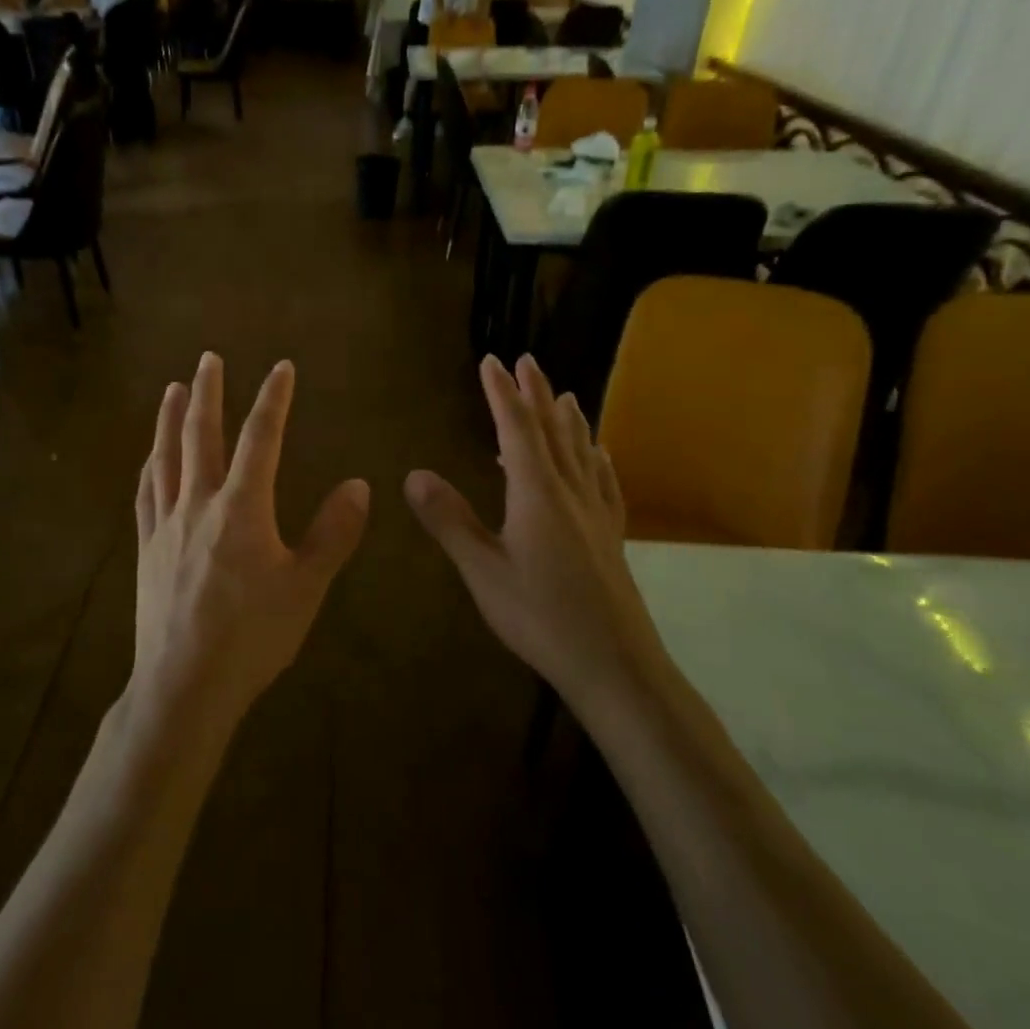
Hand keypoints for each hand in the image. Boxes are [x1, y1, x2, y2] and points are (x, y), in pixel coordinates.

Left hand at [131, 353, 369, 732]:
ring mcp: (166, 525)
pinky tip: (150, 457)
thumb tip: (359, 484)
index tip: (281, 368)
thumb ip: (333, 533)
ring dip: (171, 419)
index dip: (273, 400)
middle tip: (208, 358)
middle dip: (208, 393)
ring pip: (166, 457)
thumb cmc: (252, 636)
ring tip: (175, 389)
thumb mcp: (306, 588)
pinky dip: (150, 466)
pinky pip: (145, 494)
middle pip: (201, 435)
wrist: (185, 685)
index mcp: (241, 508)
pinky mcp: (147, 548)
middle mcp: (199, 503)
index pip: (260, 439)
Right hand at [405, 354, 662, 703]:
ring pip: (582, 452)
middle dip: (537, 394)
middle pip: (553, 431)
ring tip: (564, 395)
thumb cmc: (540, 617)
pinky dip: (597, 460)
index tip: (492, 361)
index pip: (517, 429)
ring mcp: (596, 514)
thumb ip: (449, 520)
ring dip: (569, 419)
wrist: (615, 667)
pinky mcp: (611, 537)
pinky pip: (604, 484)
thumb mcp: (482, 571)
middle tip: (527, 361)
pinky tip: (600, 456)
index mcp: (537, 494)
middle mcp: (570, 493)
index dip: (502, 394)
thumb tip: (414, 473)